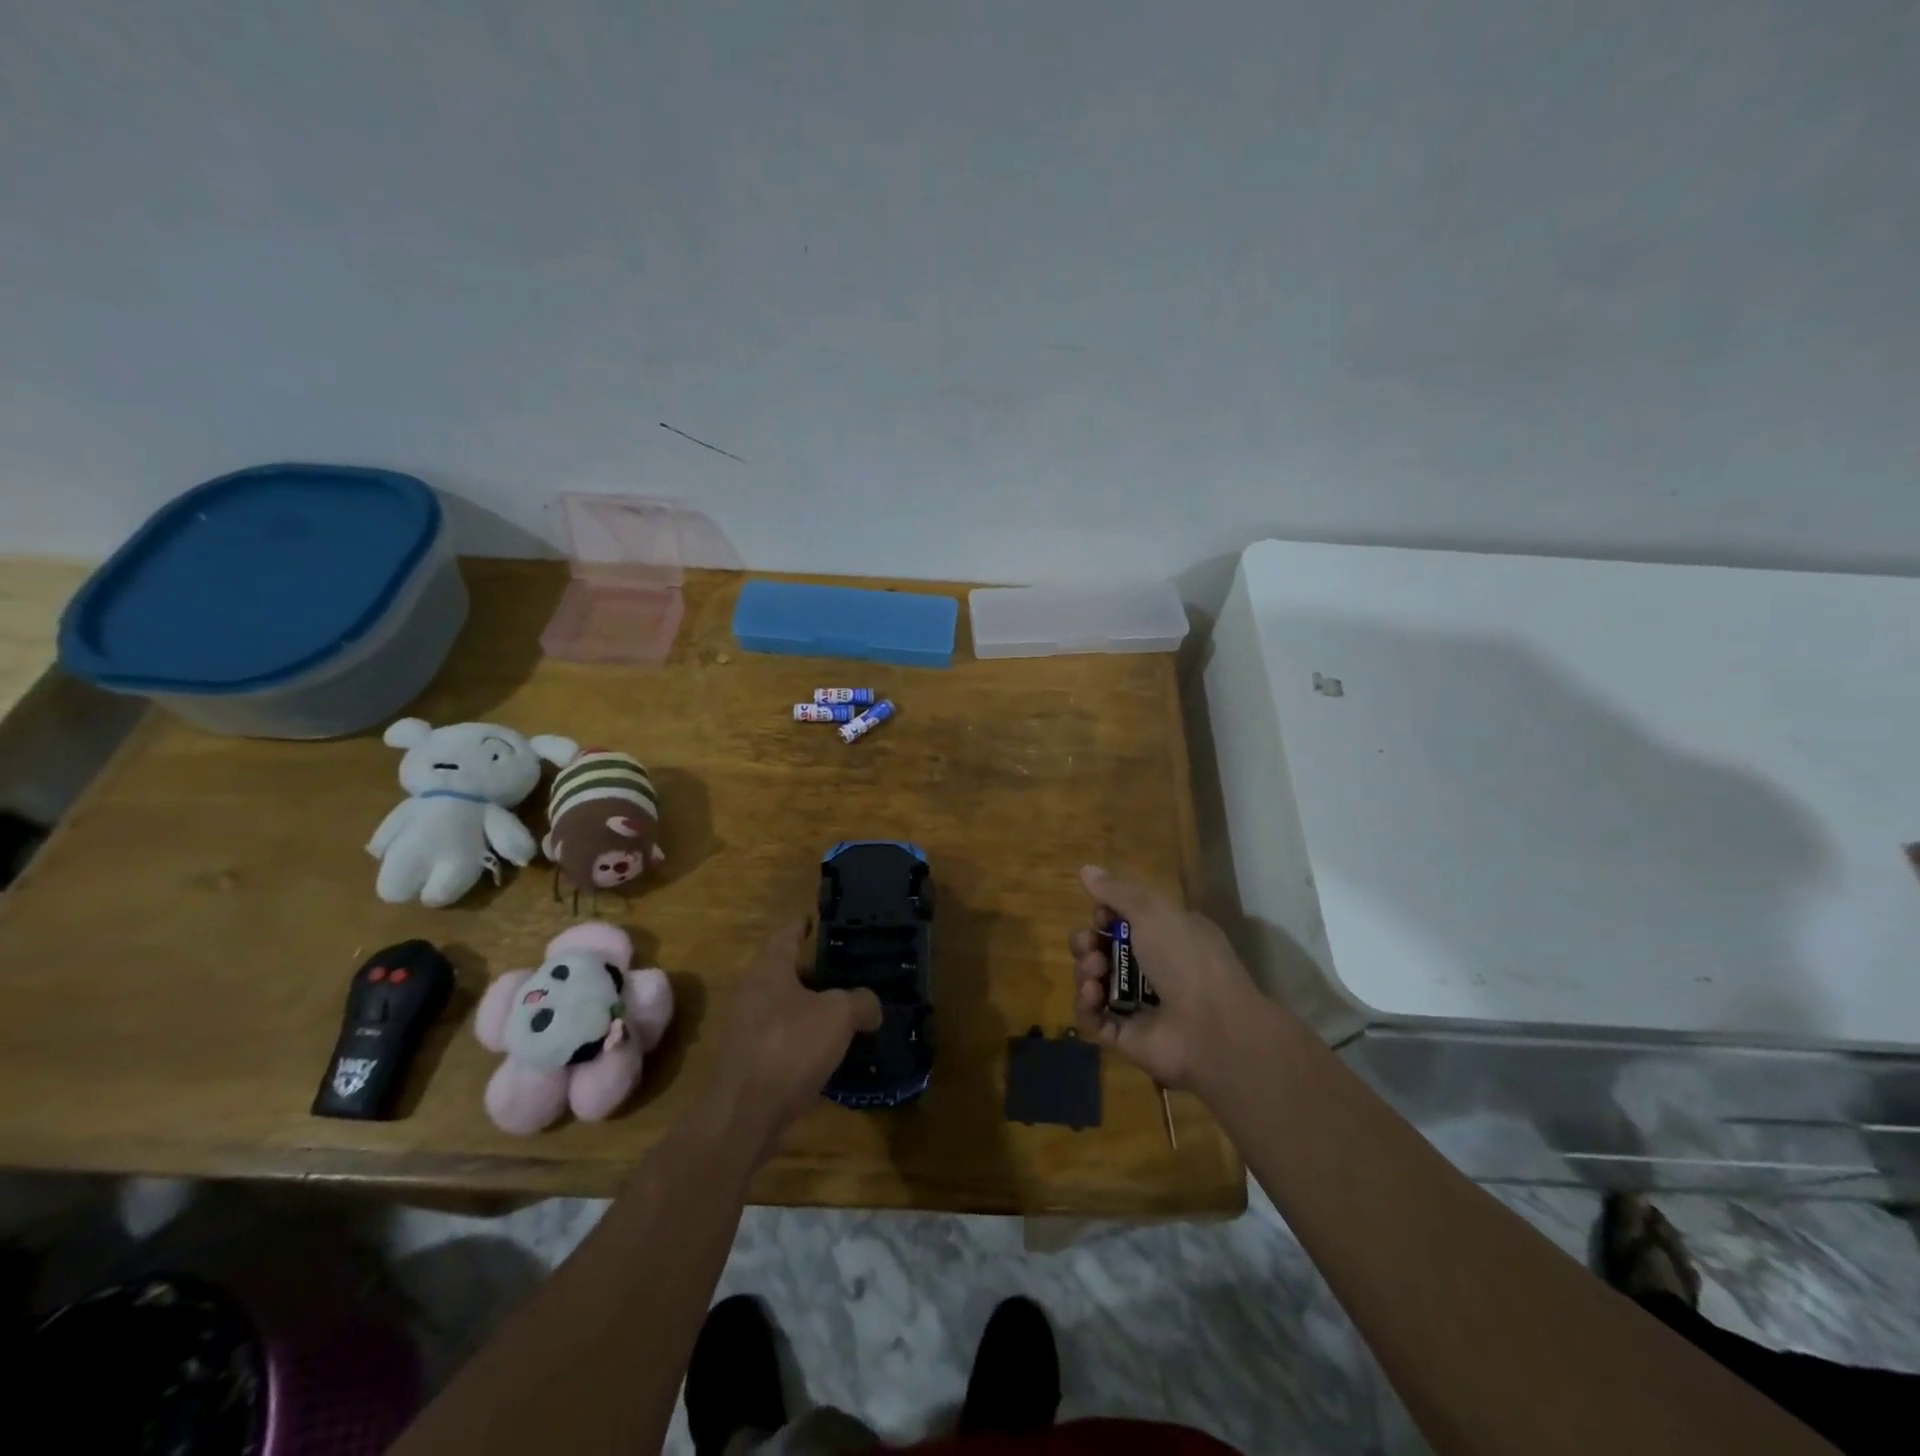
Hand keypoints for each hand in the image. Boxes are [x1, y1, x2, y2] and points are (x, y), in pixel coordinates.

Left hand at [707, 918, 881, 1159]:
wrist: (744, 1115)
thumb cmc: (790, 1047)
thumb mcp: (839, 1016)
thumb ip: (860, 1001)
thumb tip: (871, 1006)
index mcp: (769, 969)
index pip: (785, 934)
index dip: (801, 925)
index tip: (814, 920)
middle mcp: (752, 993)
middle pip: (785, 972)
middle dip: (814, 972)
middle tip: (846, 971)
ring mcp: (747, 1029)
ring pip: (784, 1008)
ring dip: (811, 1009)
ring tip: (845, 1012)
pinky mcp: (749, 1062)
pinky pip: (782, 1039)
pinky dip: (804, 1039)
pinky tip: (829, 1051)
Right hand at [1069, 865, 1266, 1093]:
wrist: (1211, 1027)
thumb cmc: (1186, 958)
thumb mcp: (1153, 911)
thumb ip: (1117, 891)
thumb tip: (1086, 869)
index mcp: (1165, 936)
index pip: (1122, 921)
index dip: (1104, 915)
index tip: (1101, 915)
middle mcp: (1150, 969)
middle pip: (1101, 950)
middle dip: (1087, 943)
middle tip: (1092, 946)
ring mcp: (1136, 1005)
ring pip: (1092, 981)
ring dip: (1085, 970)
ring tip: (1095, 972)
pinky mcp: (1124, 1037)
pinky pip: (1092, 1019)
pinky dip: (1085, 1004)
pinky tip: (1093, 995)